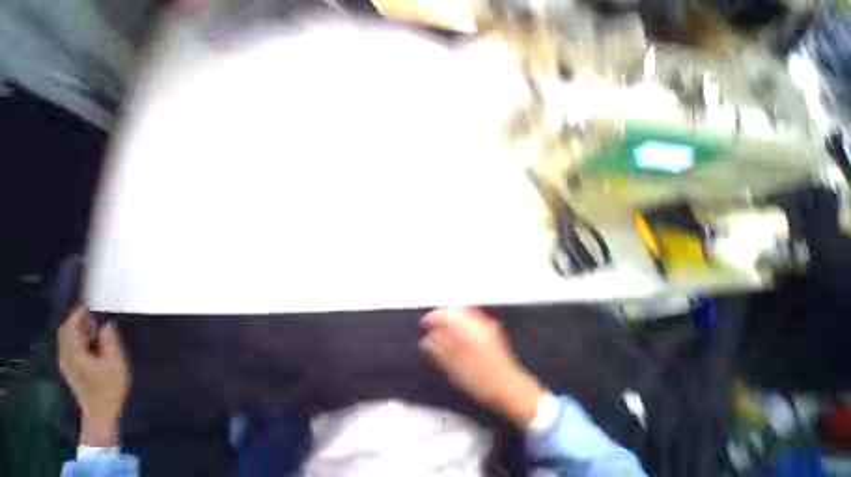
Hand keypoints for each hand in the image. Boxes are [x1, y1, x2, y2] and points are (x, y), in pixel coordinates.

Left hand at [58, 307, 129, 445]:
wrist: (100, 411)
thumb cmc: (110, 386)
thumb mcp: (115, 361)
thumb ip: (109, 340)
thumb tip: (106, 324)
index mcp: (74, 354)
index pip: (69, 328)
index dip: (77, 315)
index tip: (88, 305)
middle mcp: (65, 357)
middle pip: (65, 333)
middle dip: (77, 322)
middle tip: (94, 316)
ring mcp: (66, 364)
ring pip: (66, 340)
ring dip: (78, 331)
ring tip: (96, 328)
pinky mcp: (69, 369)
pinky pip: (69, 348)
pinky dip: (78, 340)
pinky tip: (92, 343)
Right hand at [420, 308, 543, 427]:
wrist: (509, 388)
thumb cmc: (483, 383)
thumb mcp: (456, 370)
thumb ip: (441, 352)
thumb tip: (427, 340)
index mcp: (469, 334)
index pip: (447, 316)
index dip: (434, 317)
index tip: (425, 323)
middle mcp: (478, 325)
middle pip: (455, 310)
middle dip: (441, 315)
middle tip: (432, 324)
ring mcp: (486, 325)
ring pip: (463, 312)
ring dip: (450, 316)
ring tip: (441, 326)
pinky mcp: (490, 329)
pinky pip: (471, 317)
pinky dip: (459, 319)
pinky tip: (455, 328)